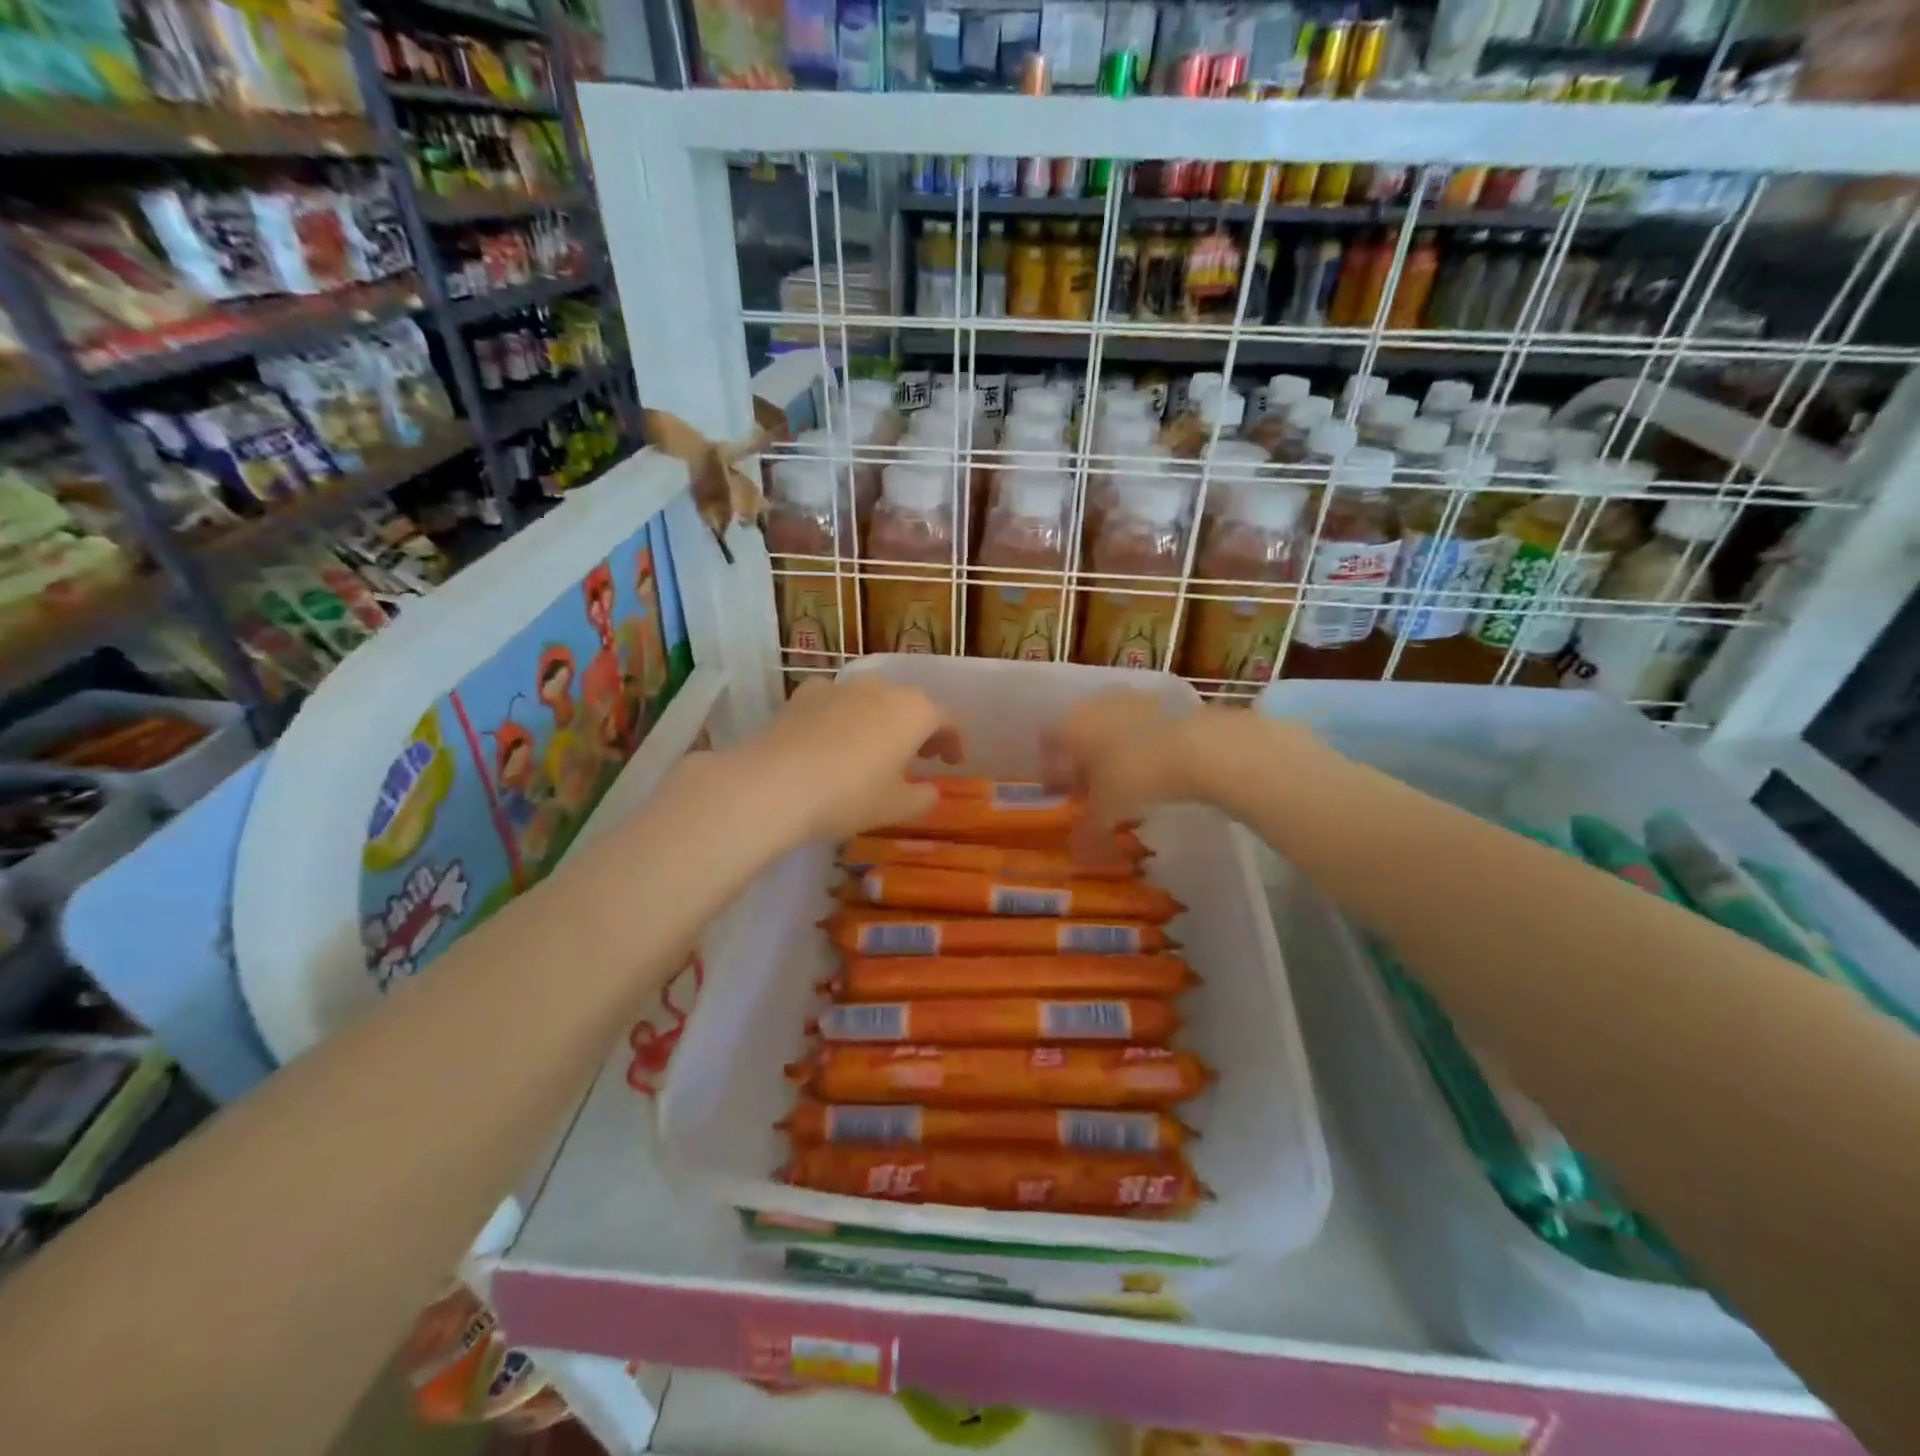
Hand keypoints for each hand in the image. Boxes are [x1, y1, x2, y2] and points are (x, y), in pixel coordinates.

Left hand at [737, 678, 960, 842]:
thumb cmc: (848, 796)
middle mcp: (880, 688)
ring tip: (873, 746)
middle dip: (918, 727)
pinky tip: (830, 737)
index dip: (953, 741)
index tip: (951, 763)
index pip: (946, 719)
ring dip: (880, 718)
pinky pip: (833, 701)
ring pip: (870, 698)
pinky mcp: (803, 694)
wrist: (773, 784)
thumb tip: (930, 791)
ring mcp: (839, 687)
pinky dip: (840, 715)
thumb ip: (922, 798)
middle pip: (909, 703)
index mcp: (913, 711)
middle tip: (918, 755)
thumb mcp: (895, 807)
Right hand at [1041, 690, 1205, 847]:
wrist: (1196, 747)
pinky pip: (1137, 725)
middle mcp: (1093, 705)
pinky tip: (1150, 766)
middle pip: (1077, 733)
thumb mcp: (1106, 810)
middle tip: (1088, 788)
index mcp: (1069, 726)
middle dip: (1080, 760)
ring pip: (1108, 726)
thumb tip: (1077, 852)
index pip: (1046, 743)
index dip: (1050, 770)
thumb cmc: (1134, 776)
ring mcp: (1129, 699)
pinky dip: (1137, 743)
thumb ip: (1087, 829)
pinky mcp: (1161, 701)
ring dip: (1110, 750)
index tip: (1058, 792)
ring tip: (1121, 780)